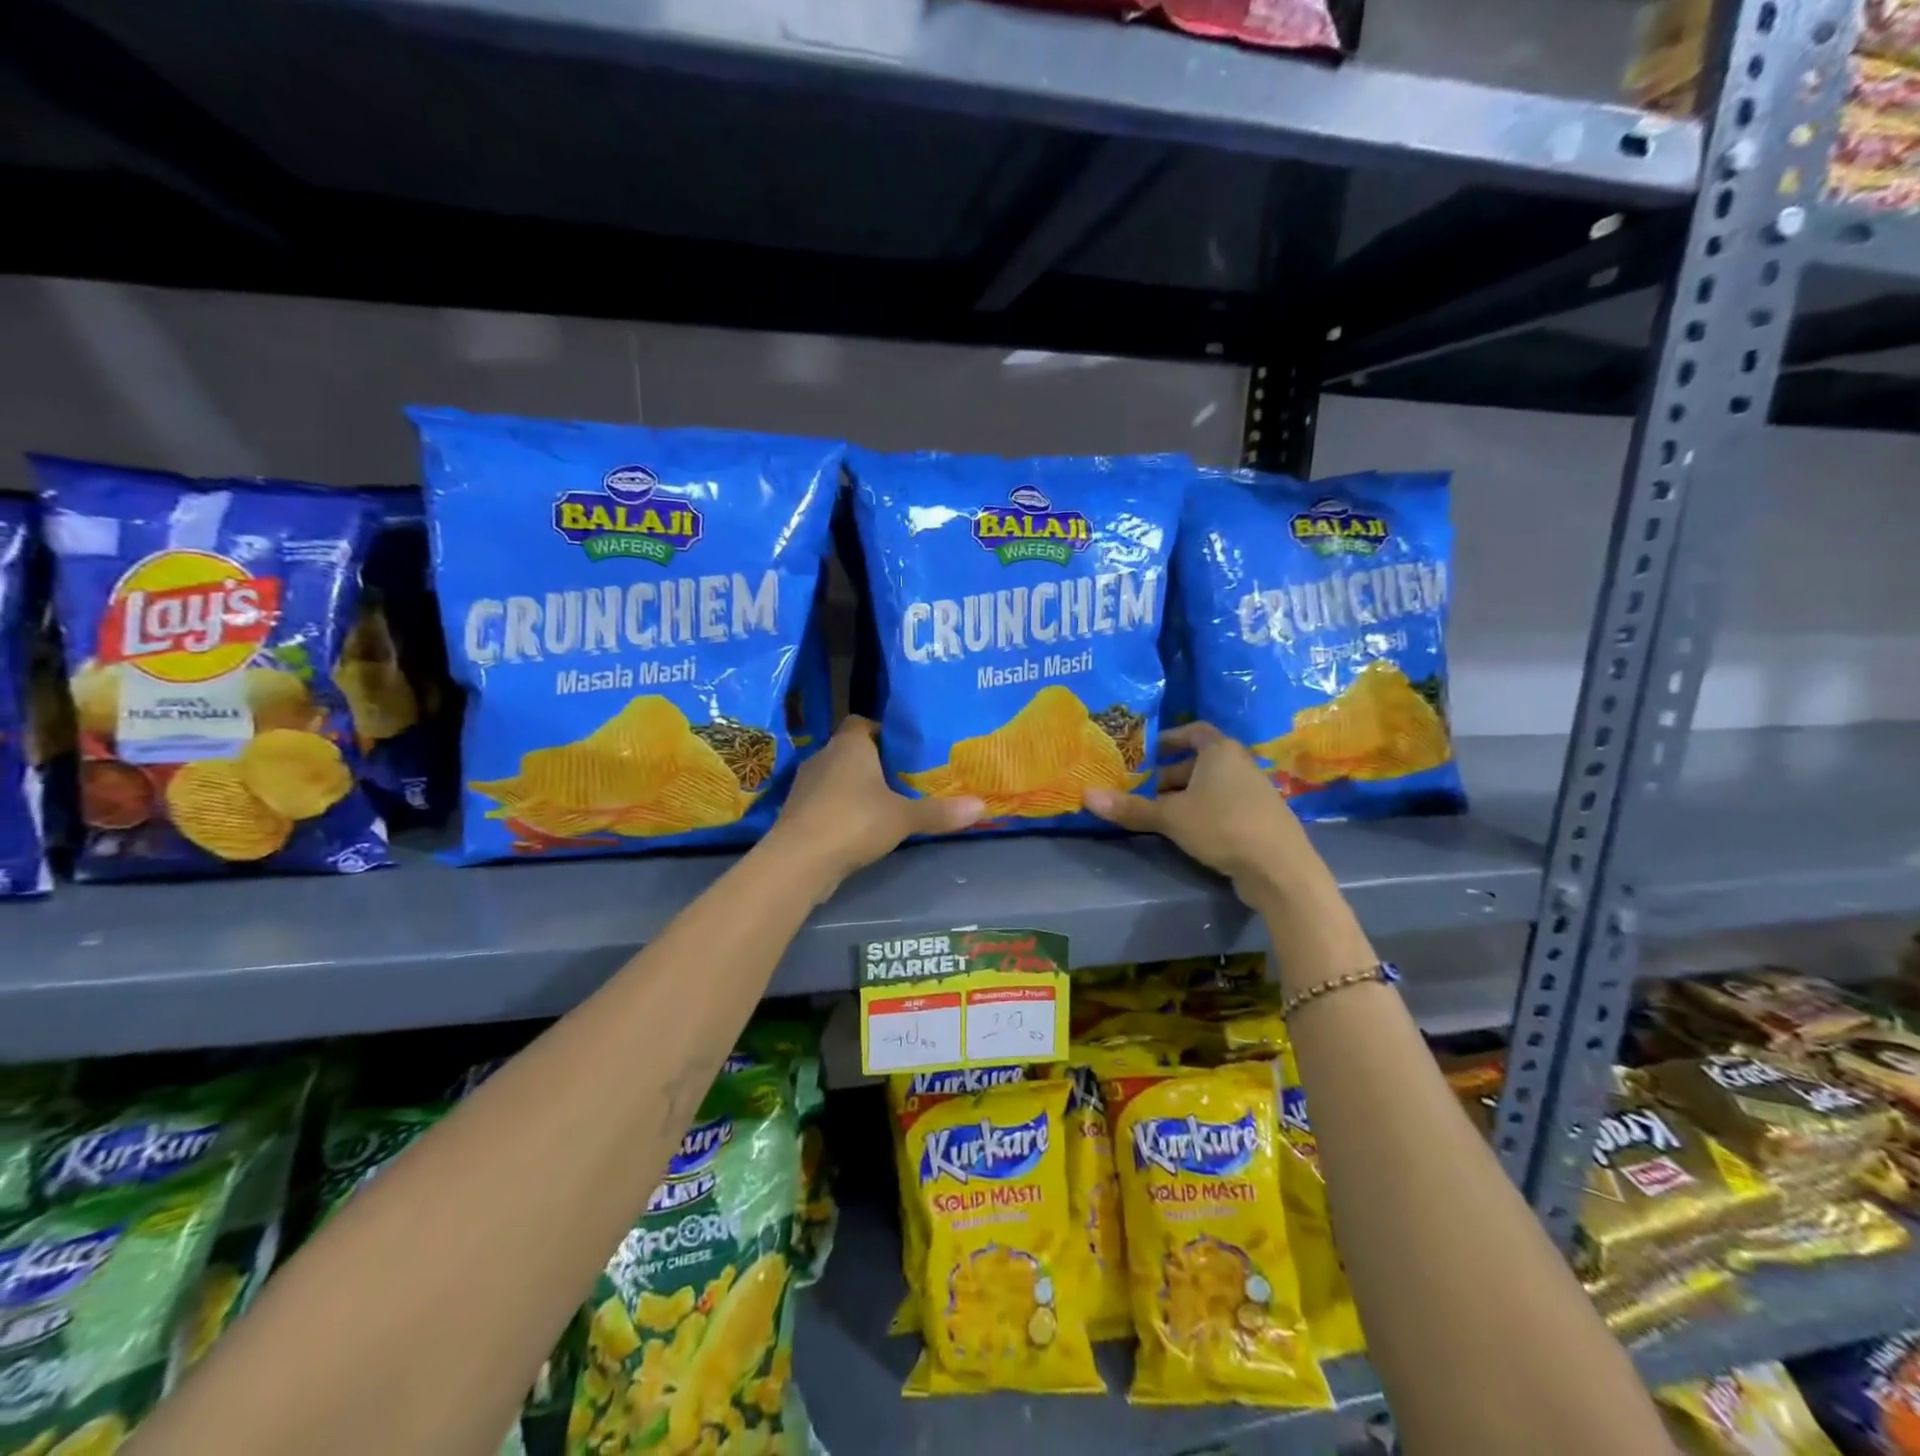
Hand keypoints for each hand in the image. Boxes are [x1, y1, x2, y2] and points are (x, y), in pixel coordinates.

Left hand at [765, 717, 983, 894]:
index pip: (862, 722)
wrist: (799, 860)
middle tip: (902, 776)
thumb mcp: (904, 817)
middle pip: (850, 749)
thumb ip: (939, 812)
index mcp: (849, 744)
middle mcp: (824, 755)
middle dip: (873, 761)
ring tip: (884, 802)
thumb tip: (982, 806)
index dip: (882, 731)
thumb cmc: (854, 822)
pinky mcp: (797, 811)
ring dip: (854, 786)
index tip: (904, 747)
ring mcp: (805, 784)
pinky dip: (840, 808)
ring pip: (835, 776)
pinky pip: (824, 800)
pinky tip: (859, 826)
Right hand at [1084, 722, 1328, 907]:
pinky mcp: (1261, 818)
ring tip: (1160, 814)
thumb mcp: (1170, 817)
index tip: (1147, 752)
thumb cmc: (1222, 826)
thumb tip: (1085, 795)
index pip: (1194, 731)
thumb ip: (1130, 807)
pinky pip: (1226, 804)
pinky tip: (1189, 833)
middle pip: (1200, 761)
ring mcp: (1255, 791)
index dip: (1169, 738)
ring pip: (1213, 785)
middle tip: (1143, 790)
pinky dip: (1205, 811)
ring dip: (1186, 795)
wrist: (1279, 867)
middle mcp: (1240, 764)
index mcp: (1220, 751)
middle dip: (1170, 774)